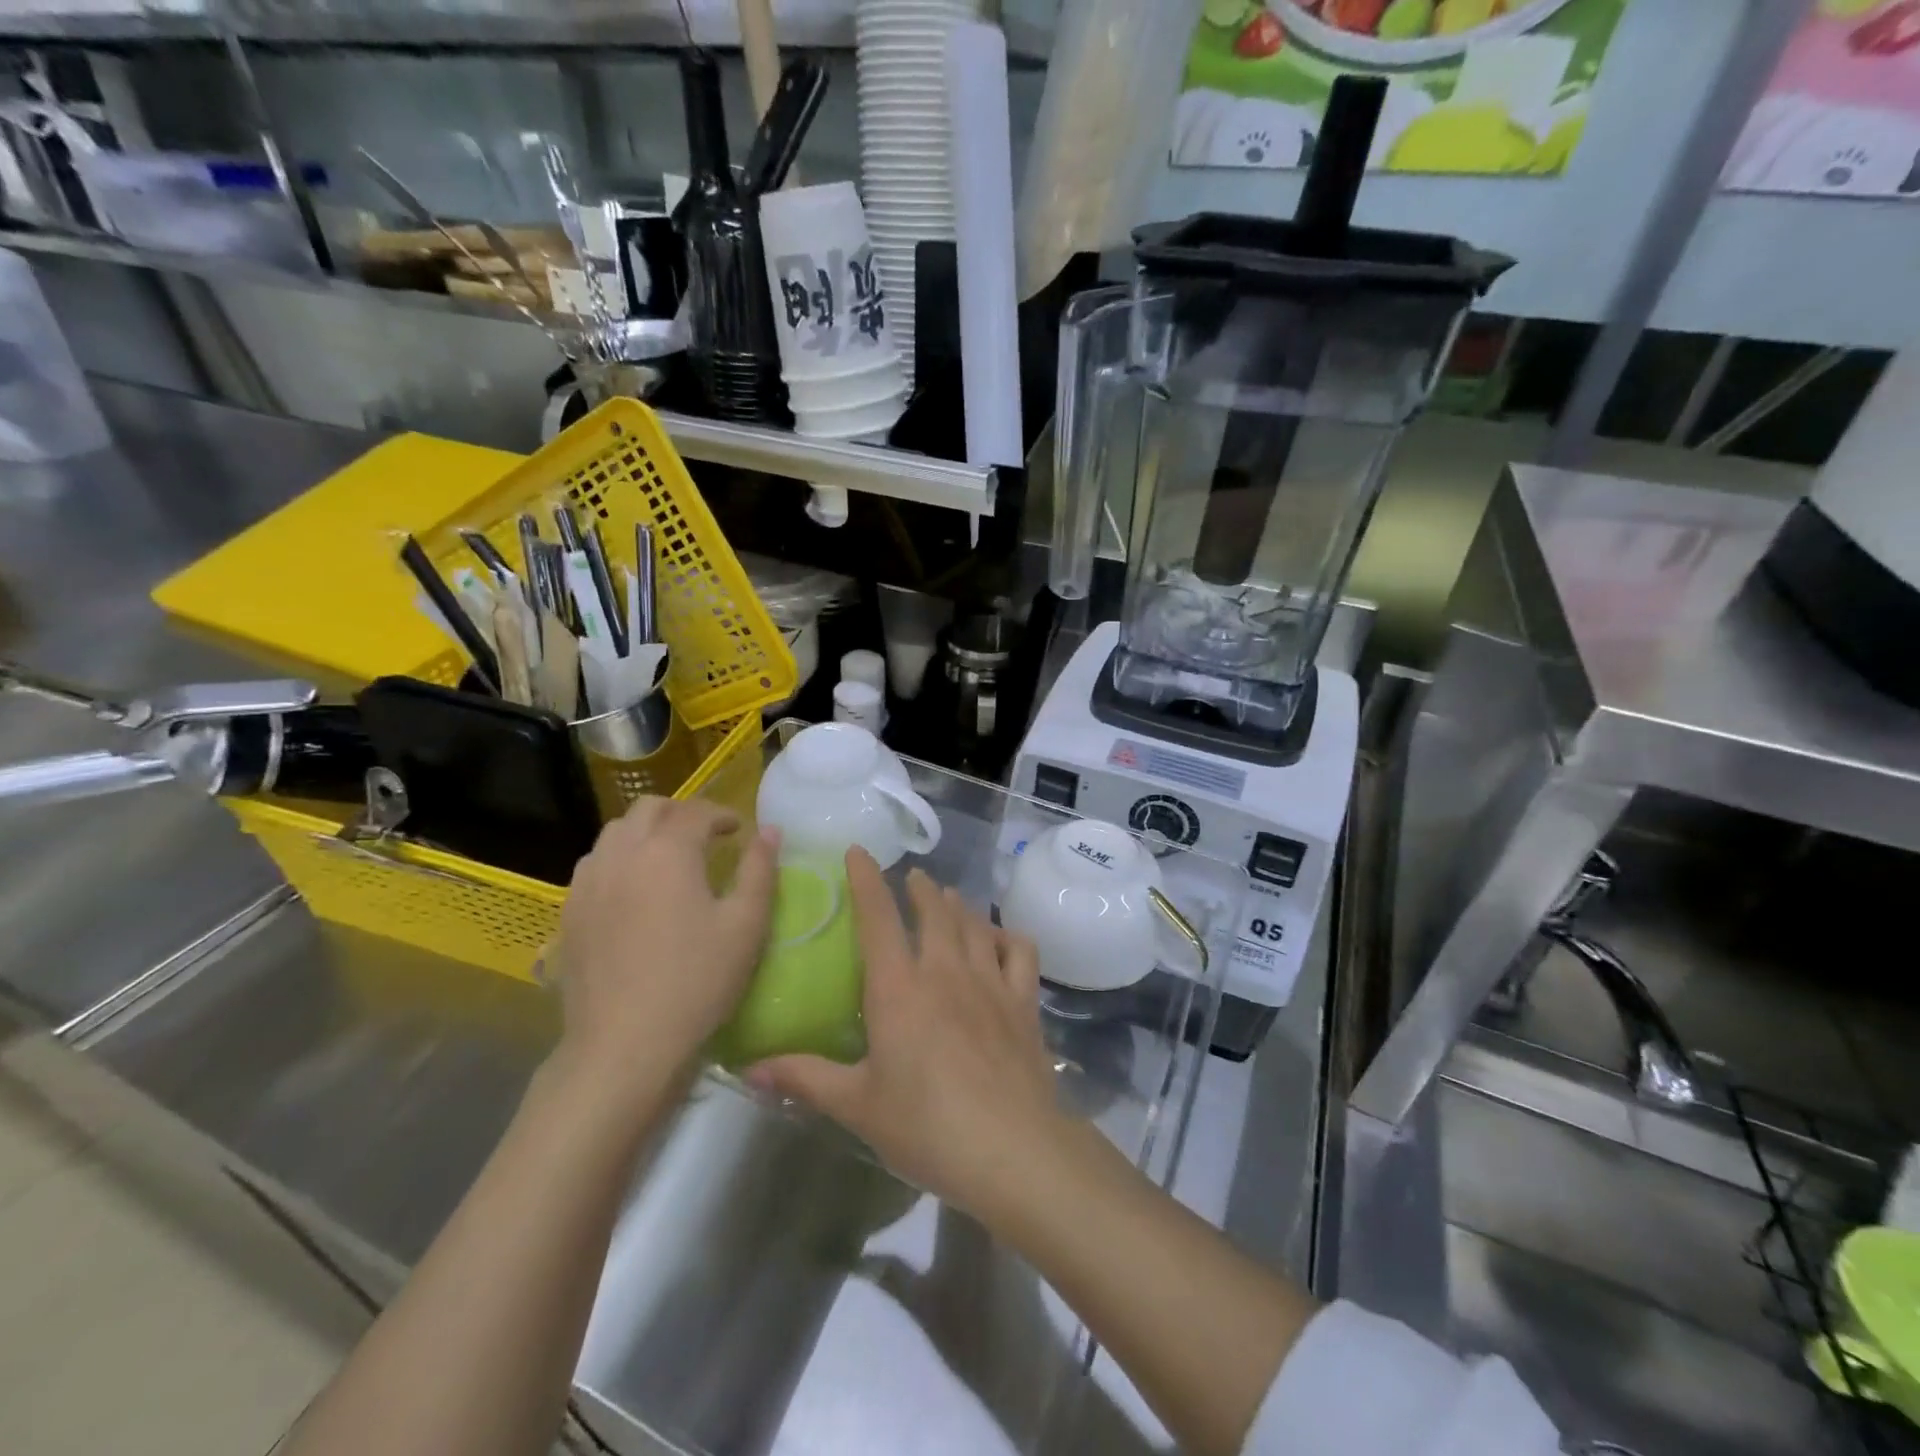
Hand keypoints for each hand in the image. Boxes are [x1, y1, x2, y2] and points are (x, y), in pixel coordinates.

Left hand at [553, 797, 777, 1092]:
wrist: (624, 1045)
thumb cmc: (697, 981)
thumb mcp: (746, 926)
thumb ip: (759, 870)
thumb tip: (769, 832)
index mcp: (668, 852)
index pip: (696, 813)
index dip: (722, 815)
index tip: (739, 831)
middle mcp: (623, 854)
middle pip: (649, 809)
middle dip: (681, 813)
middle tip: (705, 837)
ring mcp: (589, 882)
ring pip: (615, 832)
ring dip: (646, 832)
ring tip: (669, 859)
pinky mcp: (570, 912)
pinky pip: (594, 864)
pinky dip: (620, 859)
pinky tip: (634, 890)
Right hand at [750, 849, 1076, 1222]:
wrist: (1012, 1148)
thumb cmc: (926, 1125)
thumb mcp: (857, 1105)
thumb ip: (804, 1078)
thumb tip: (747, 1068)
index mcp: (899, 987)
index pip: (877, 916)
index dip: (866, 879)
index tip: (858, 851)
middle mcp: (945, 969)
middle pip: (934, 910)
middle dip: (920, 888)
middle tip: (913, 879)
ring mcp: (990, 980)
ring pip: (973, 923)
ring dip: (958, 905)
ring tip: (949, 897)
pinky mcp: (1023, 1000)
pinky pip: (1019, 951)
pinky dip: (1007, 936)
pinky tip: (1001, 939)